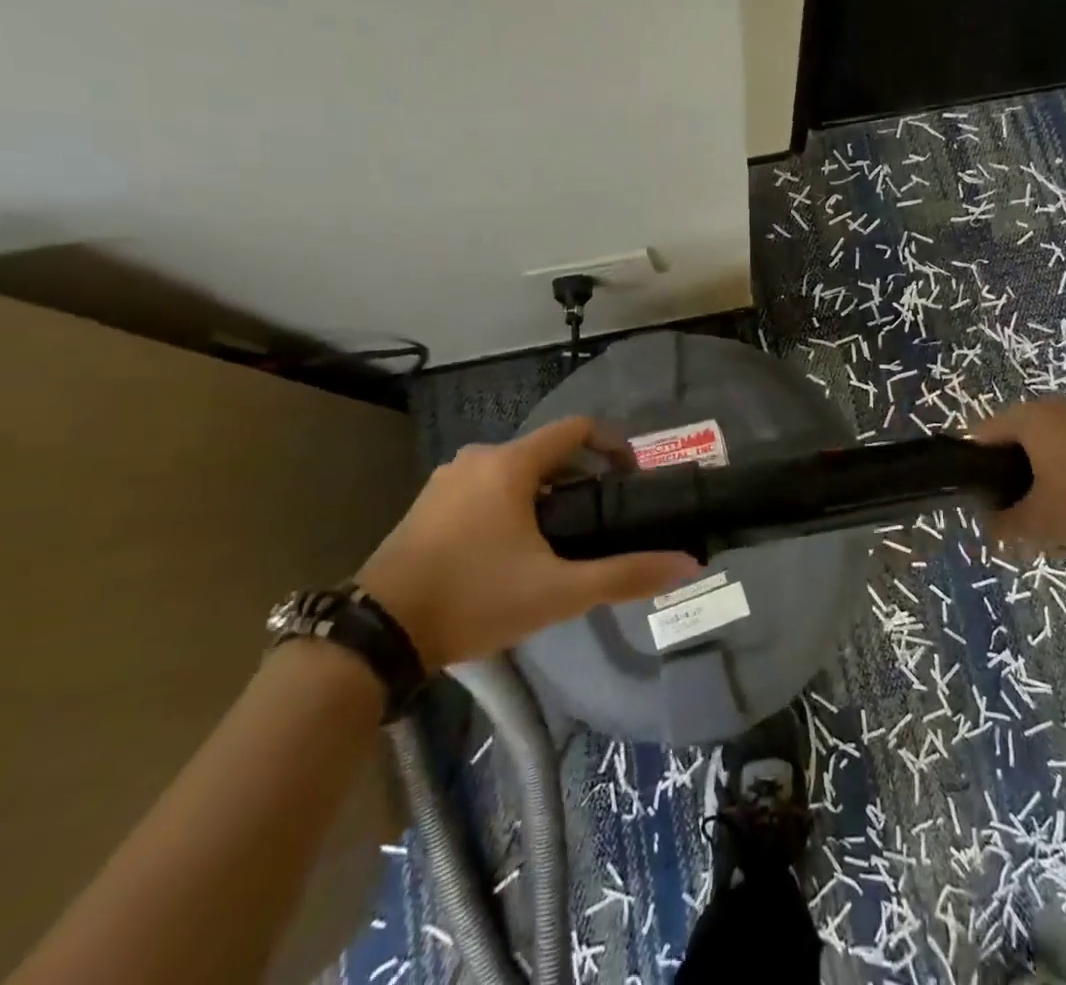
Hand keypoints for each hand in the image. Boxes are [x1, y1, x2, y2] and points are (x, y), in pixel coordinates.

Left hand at [357, 418, 701, 670]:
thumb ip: (626, 574)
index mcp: (511, 464)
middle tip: (601, 518)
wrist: (375, 636)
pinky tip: (513, 550)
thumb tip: (690, 564)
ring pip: (515, 472)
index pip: (578, 429)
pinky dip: (511, 505)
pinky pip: (485, 489)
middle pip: (548, 452)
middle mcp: (478, 458)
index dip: (614, 445)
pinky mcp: (426, 506)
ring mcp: (446, 481)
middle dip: (581, 478)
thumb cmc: (474, 599)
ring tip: (563, 539)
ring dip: (546, 494)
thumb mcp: (558, 592)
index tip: (633, 478)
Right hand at [972, 398, 1065, 550]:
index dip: (973, 470)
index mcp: (1026, 418)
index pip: (980, 437)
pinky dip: (1061, 474)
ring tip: (1040, 513)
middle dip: (1006, 477)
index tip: (975, 501)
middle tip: (1007, 512)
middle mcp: (1049, 408)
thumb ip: (1005, 524)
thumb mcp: (1040, 519)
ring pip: (1041, 447)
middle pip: (1011, 441)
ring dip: (1035, 477)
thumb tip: (986, 527)